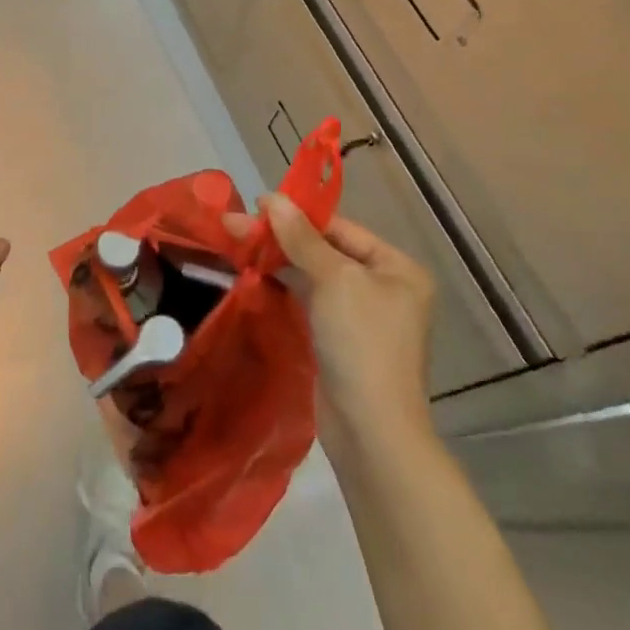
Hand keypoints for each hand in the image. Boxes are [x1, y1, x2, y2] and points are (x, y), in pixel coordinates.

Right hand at [225, 194, 437, 464]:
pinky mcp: (338, 339)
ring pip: (312, 275)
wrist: (370, 430)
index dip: (298, 214)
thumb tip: (273, 199)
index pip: (340, 228)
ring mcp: (360, 315)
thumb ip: (302, 238)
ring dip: (277, 259)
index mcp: (396, 268)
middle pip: (324, 250)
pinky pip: (308, 300)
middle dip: (281, 237)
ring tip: (235, 244)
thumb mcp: (334, 280)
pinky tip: (253, 274)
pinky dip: (283, 286)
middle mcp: (383, 287)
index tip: (256, 205)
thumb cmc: (361, 343)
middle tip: (233, 225)